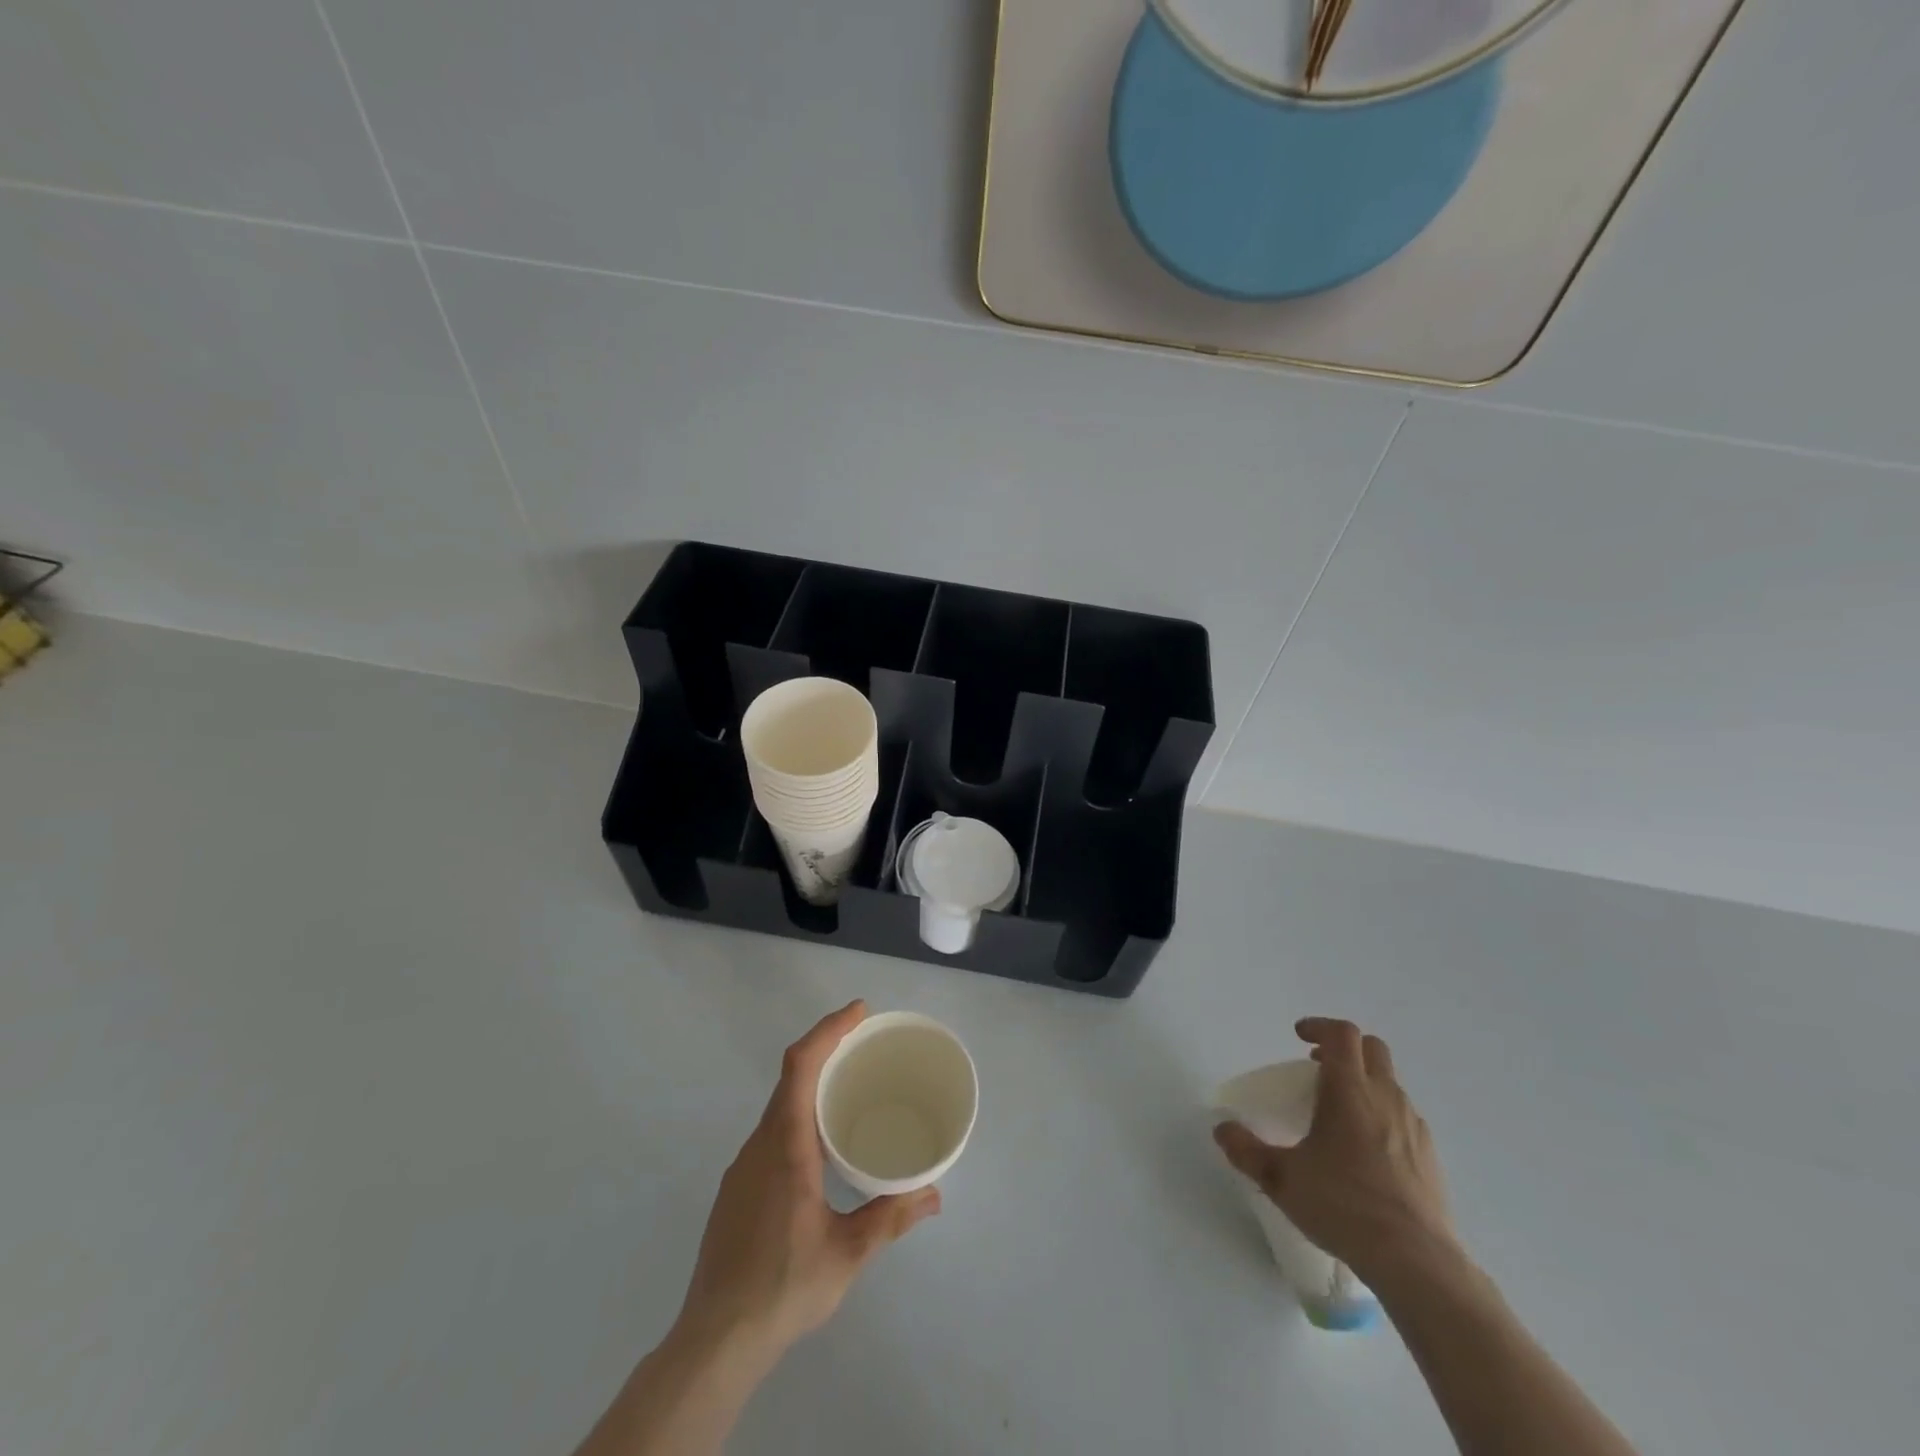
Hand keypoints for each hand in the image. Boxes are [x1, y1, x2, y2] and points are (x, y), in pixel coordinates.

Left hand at [677, 1001, 940, 1360]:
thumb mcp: (847, 1253)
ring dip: (813, 1086)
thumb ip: (891, 1217)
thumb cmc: (783, 1287)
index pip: (801, 1065)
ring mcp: (743, 1168)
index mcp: (785, 1145)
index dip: (828, 1029)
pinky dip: (799, 1117)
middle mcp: (759, 1145)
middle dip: (827, 1050)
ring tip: (851, 1093)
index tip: (859, 1011)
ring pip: (779, 1107)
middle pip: (790, 1077)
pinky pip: (772, 1133)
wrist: (714, 1342)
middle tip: (866, 1046)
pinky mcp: (737, 1190)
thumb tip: (934, 1194)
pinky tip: (821, 1150)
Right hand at [1213, 1017, 1454, 1283]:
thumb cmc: (1344, 1206)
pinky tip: (1366, 1150)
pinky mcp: (1431, 1157)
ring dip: (1364, 1082)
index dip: (1319, 1026)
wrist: (1417, 1263)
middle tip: (1317, 1067)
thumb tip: (1222, 1129)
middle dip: (1344, 1048)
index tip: (1298, 1037)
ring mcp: (1414, 1127)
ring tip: (1339, 1112)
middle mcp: (1385, 1098)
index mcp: (1349, 1090)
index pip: (1342, 1033)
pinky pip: (1405, 1118)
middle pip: (1372, 1048)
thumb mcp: (1281, 1179)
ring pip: (1390, 1083)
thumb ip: (1246, 1150)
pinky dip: (1383, 1115)